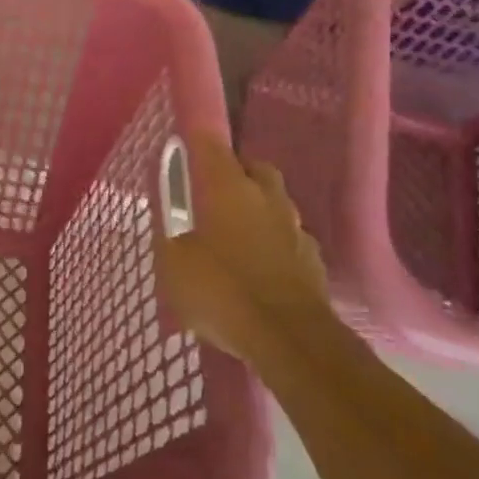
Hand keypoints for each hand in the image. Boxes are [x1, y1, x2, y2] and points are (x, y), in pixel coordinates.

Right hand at [157, 133, 330, 361]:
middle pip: (252, 168)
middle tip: (209, 196)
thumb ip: (166, 224)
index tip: (182, 144)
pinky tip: (259, 267)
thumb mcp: (172, 261)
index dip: (195, 138)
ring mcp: (295, 228)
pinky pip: (288, 238)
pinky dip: (273, 243)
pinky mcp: (314, 260)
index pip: (210, 141)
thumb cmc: (222, 290)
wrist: (290, 341)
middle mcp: (266, 196)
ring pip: (274, 203)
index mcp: (228, 186)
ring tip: (234, 237)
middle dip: (233, 174)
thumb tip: (164, 199)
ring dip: (256, 210)